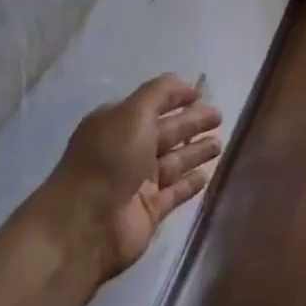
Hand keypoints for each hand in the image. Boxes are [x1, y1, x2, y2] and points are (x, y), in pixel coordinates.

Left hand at [48, 75, 221, 279]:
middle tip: (219, 116)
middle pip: (166, 132)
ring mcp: (138, 182)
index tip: (201, 94)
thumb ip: (158, 94)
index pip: (151, 105)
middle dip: (192, 123)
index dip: (174, 97)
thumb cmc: (109, 159)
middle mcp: (127, 150)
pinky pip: (175, 192)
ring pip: (174, 161)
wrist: (85, 224)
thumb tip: (181, 81)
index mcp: (117, 124)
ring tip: (219, 143)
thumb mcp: (132, 114)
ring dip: (195, 151)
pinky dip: (190, 183)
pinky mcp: (149, 210)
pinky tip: (207, 175)